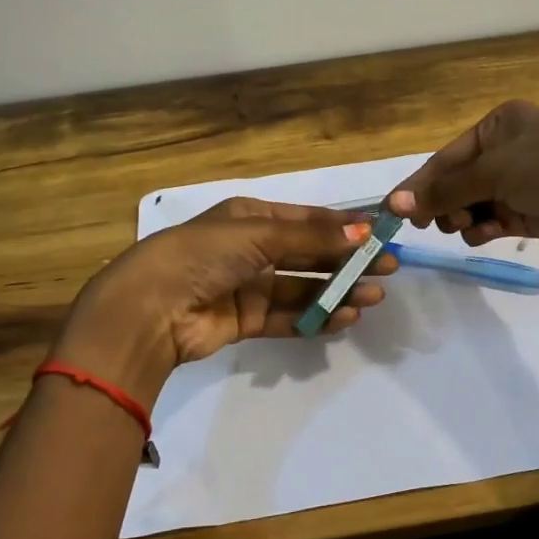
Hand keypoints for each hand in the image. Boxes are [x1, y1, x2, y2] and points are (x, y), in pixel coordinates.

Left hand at [50, 197, 396, 406]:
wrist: (151, 308)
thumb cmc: (205, 254)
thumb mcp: (260, 235)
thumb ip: (313, 237)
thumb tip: (365, 230)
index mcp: (250, 217)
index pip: (306, 219)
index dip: (343, 225)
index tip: (380, 233)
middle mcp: (250, 249)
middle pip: (308, 254)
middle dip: (346, 260)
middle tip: (387, 268)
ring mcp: (247, 286)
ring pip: (302, 287)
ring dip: (336, 291)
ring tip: (374, 296)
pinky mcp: (244, 320)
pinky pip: (287, 316)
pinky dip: (315, 317)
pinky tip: (345, 317)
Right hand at [389, 100, 538, 255]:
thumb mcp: (493, 172)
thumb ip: (444, 191)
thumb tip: (393, 205)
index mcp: (500, 124)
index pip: (448, 156)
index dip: (421, 184)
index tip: (394, 212)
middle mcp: (511, 149)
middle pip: (460, 180)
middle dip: (444, 202)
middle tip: (431, 225)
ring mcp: (525, 181)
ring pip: (477, 202)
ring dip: (463, 217)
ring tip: (462, 227)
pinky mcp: (536, 211)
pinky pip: (497, 219)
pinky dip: (485, 228)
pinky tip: (481, 236)